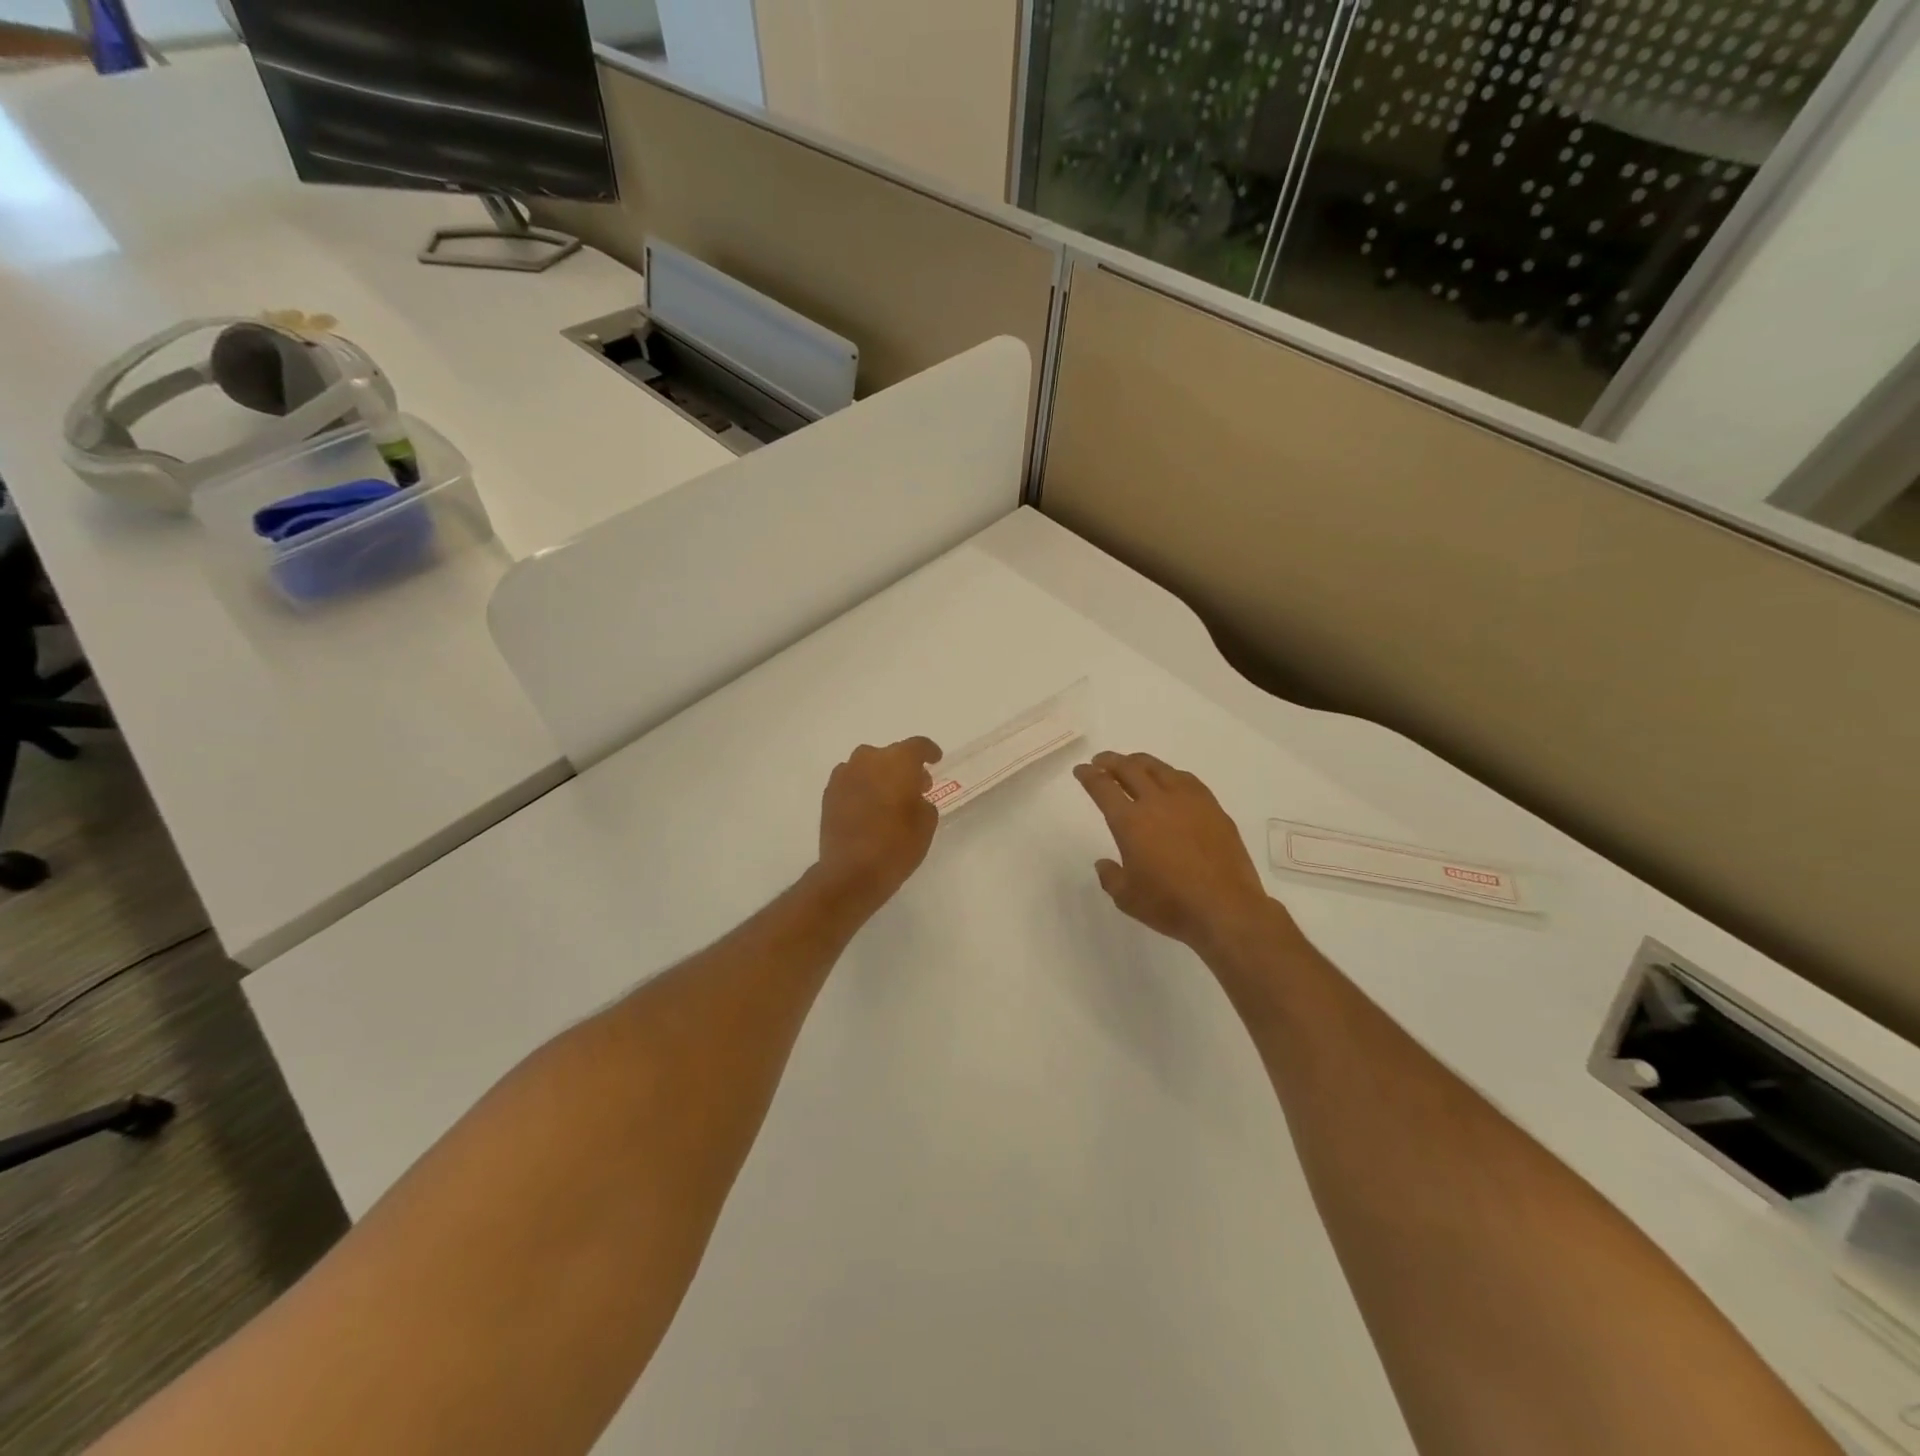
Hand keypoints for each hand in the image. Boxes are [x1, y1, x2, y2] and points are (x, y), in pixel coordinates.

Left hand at [814, 738, 942, 913]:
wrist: (850, 872)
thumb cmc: (896, 846)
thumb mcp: (926, 824)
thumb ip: (923, 802)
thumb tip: (913, 797)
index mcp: (898, 761)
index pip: (918, 746)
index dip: (929, 752)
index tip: (935, 760)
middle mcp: (869, 759)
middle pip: (891, 754)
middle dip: (904, 767)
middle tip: (915, 787)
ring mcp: (845, 774)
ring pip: (867, 765)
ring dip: (880, 775)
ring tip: (888, 797)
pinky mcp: (829, 792)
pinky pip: (851, 780)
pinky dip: (862, 787)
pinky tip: (867, 806)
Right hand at [1073, 751, 1277, 958]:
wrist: (1226, 908)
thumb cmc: (1170, 904)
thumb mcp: (1127, 898)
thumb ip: (1110, 877)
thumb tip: (1104, 863)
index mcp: (1129, 821)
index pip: (1103, 787)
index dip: (1088, 775)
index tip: (1081, 769)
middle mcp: (1156, 802)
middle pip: (1129, 768)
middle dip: (1110, 761)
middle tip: (1101, 761)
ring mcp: (1188, 801)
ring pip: (1159, 768)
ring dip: (1139, 762)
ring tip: (1132, 764)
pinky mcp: (1213, 807)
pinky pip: (1186, 779)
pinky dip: (1169, 774)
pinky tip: (1170, 780)